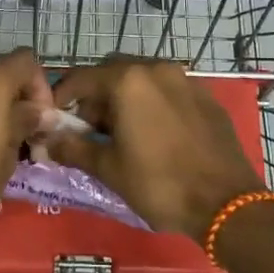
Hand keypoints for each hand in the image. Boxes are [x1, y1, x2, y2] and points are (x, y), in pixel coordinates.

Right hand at [45, 57, 263, 241]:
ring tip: (121, 134)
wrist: (226, 202)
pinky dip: (152, 104)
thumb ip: (74, 148)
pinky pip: (169, 91)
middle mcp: (157, 70)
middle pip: (113, 73)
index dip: (63, 96)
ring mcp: (186, 81)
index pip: (83, 78)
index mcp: (129, 81)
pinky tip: (154, 135)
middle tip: (89, 129)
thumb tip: (48, 141)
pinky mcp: (206, 98)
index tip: (54, 117)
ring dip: (125, 99)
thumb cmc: (160, 184)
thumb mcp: (109, 169)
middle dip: (96, 96)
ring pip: (143, 80)